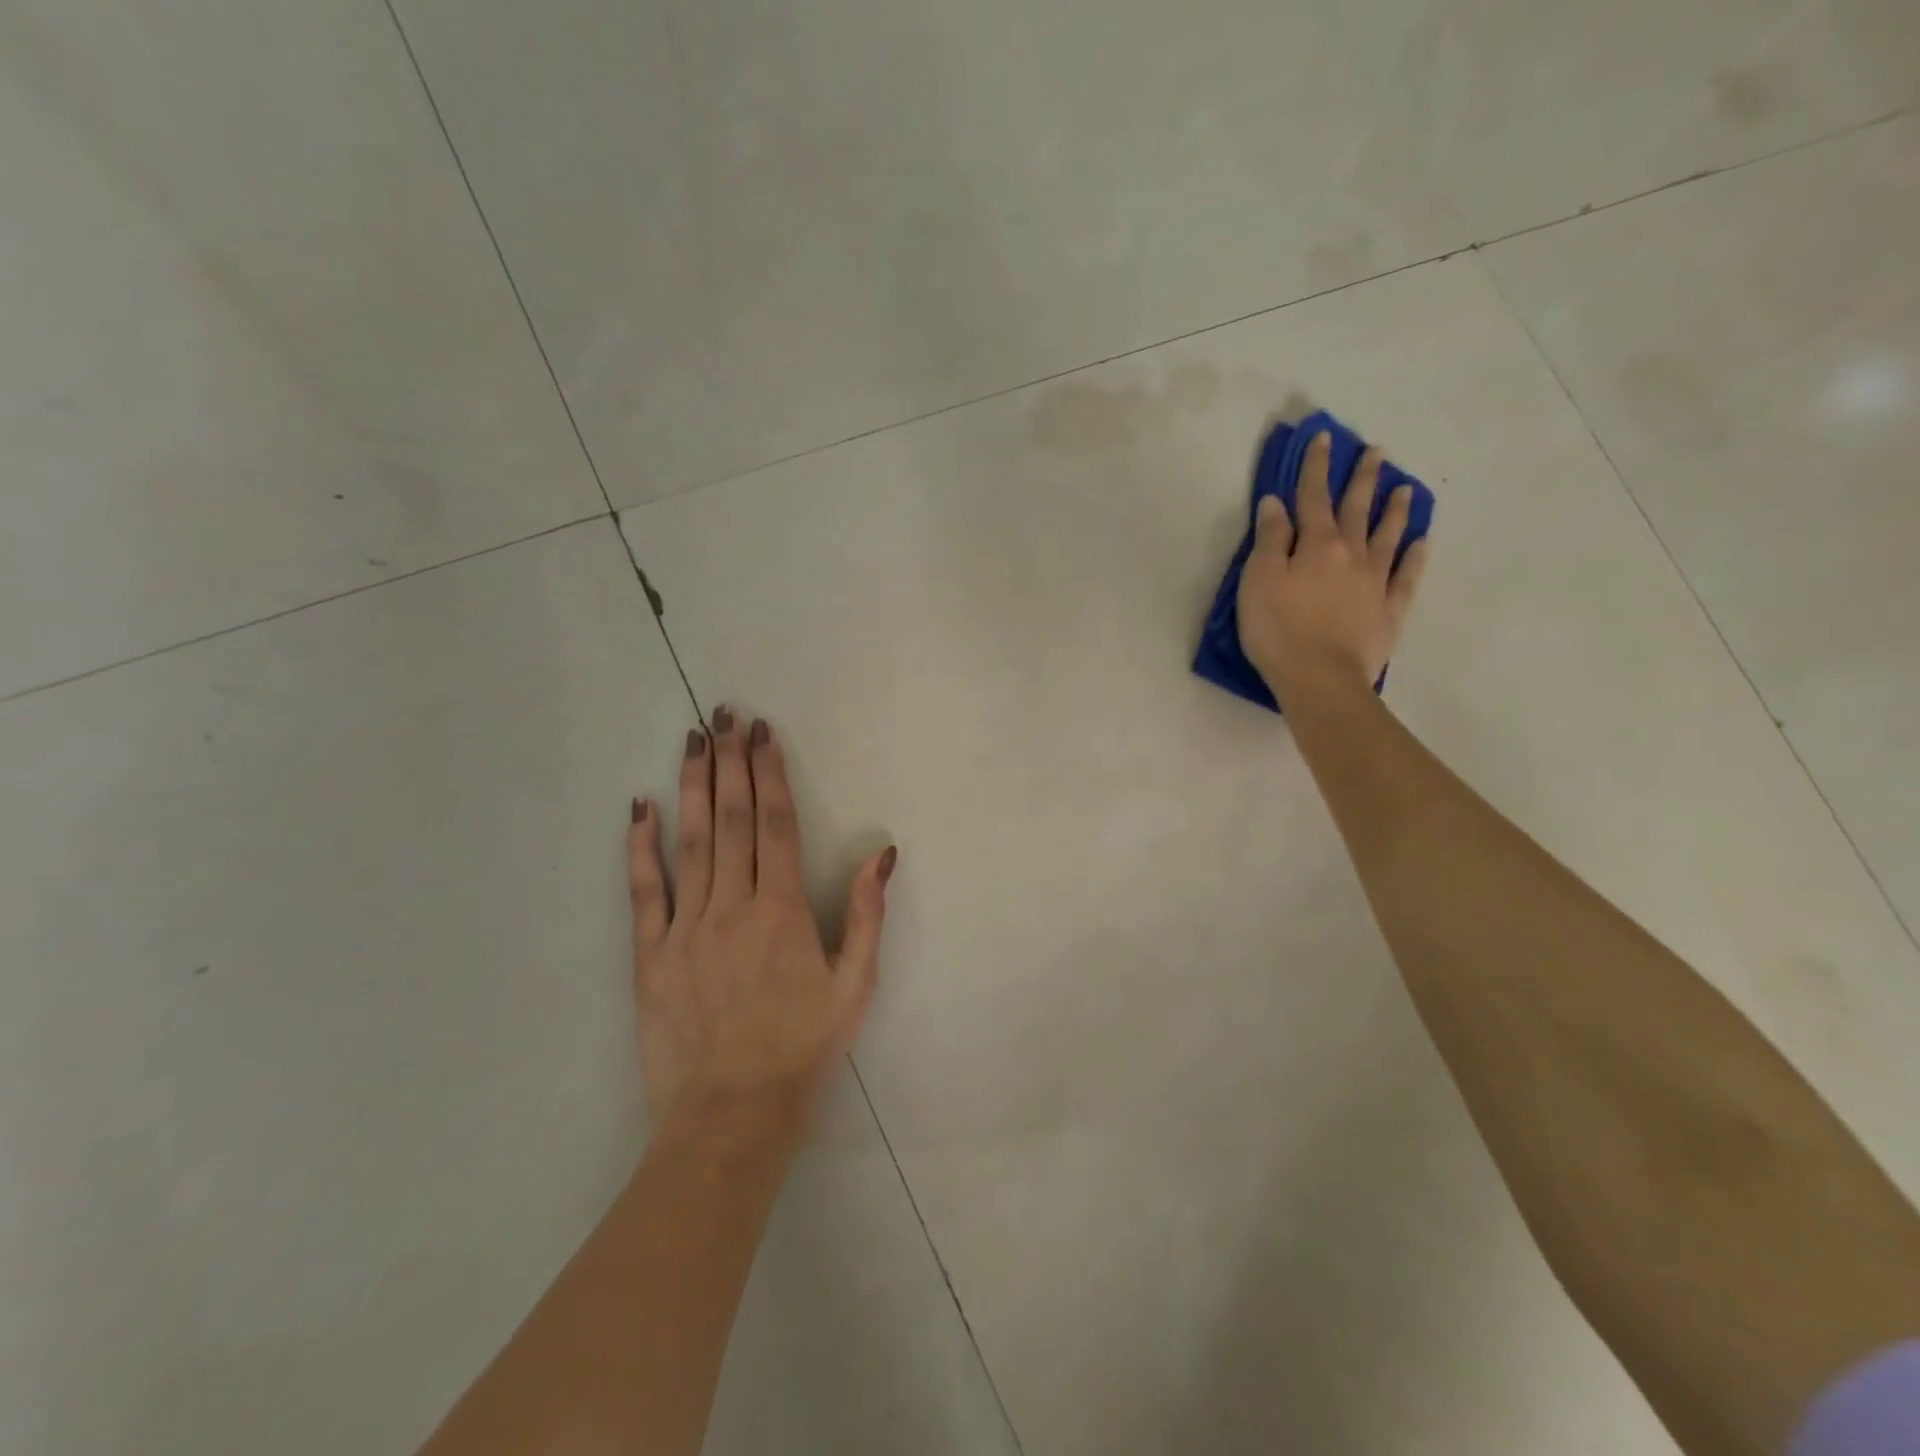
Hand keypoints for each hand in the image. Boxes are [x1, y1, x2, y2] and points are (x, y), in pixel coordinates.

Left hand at [626, 708, 895, 1125]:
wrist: (731, 1115)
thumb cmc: (803, 1048)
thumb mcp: (855, 985)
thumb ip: (866, 915)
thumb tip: (881, 853)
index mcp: (782, 911)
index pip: (775, 824)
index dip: (769, 773)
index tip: (763, 733)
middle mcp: (731, 906)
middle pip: (732, 820)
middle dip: (731, 762)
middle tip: (725, 715)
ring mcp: (685, 928)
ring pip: (690, 842)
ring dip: (693, 787)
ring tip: (692, 741)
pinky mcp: (649, 955)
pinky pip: (644, 891)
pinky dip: (641, 847)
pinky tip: (640, 809)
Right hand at [1236, 431, 1429, 696]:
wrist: (1321, 679)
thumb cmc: (1279, 630)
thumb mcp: (1258, 582)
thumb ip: (1269, 541)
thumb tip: (1276, 504)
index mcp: (1316, 545)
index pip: (1313, 498)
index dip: (1315, 467)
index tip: (1324, 438)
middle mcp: (1351, 555)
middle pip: (1357, 510)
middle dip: (1362, 479)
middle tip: (1376, 452)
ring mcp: (1375, 583)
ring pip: (1388, 537)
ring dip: (1395, 510)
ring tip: (1404, 488)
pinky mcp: (1389, 611)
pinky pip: (1406, 577)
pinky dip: (1414, 558)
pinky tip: (1422, 543)